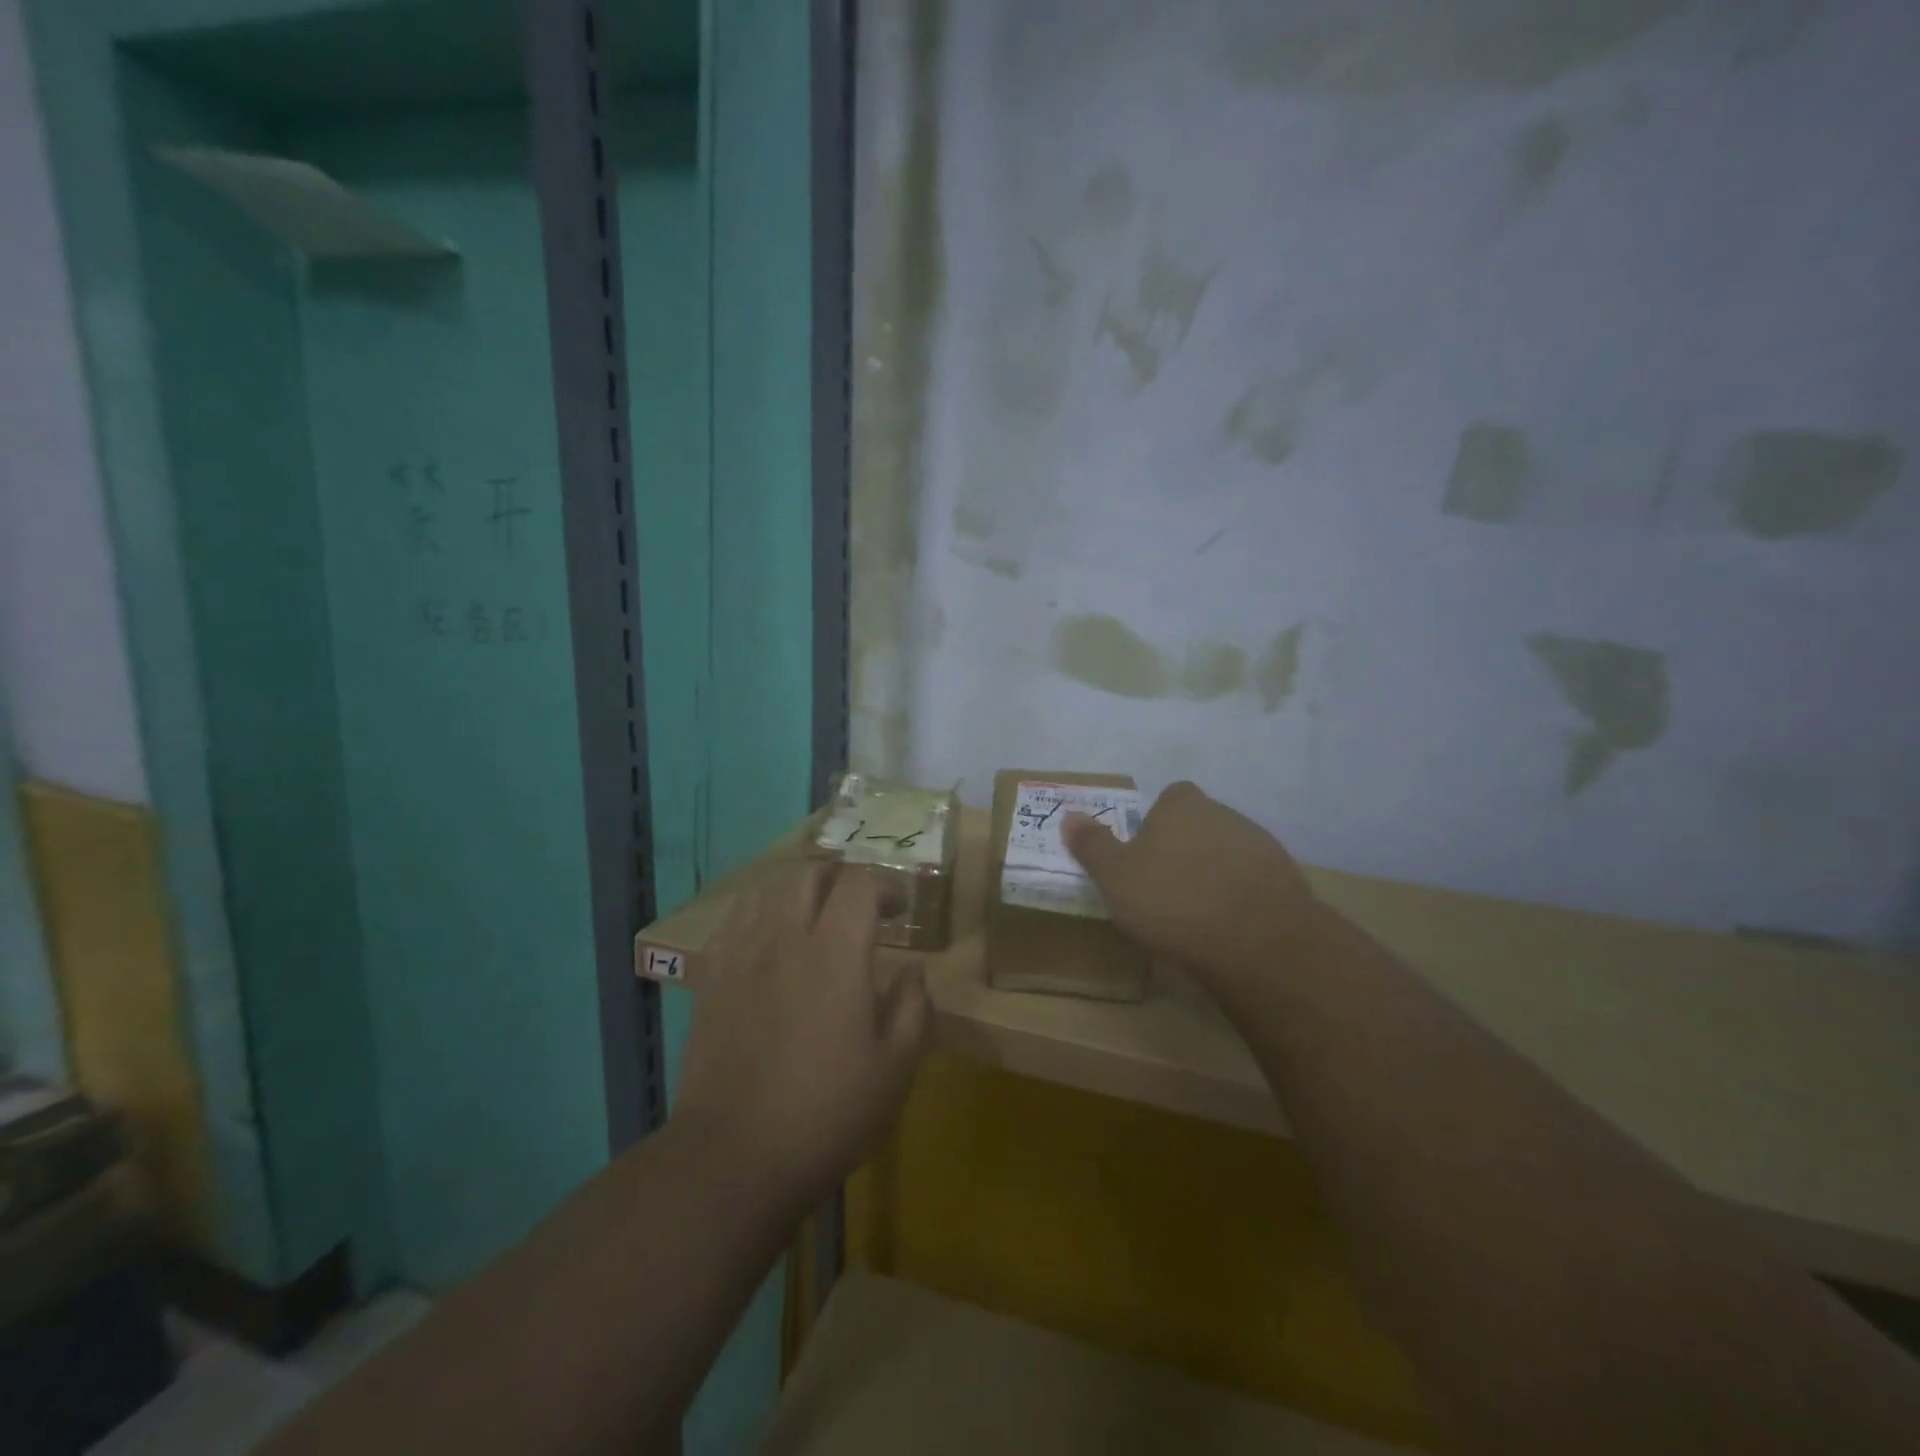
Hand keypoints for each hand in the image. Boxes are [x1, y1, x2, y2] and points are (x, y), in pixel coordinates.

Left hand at [671, 865, 930, 1211]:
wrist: (733, 1157)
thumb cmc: (826, 1113)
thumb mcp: (896, 1069)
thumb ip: (913, 1007)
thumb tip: (912, 970)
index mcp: (835, 953)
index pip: (858, 884)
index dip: (885, 887)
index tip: (900, 910)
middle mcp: (785, 938)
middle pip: (809, 874)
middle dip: (840, 880)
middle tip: (857, 911)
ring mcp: (741, 956)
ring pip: (767, 890)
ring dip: (798, 893)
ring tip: (813, 921)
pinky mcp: (710, 979)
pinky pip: (733, 922)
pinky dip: (758, 916)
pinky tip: (767, 943)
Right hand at [1063, 781, 1319, 988]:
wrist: (1258, 940)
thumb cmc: (1173, 900)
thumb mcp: (1115, 876)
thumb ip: (1092, 845)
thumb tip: (1070, 816)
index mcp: (1181, 806)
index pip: (1170, 797)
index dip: (1157, 821)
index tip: (1145, 853)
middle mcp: (1224, 814)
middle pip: (1199, 823)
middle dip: (1184, 847)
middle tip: (1163, 886)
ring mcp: (1260, 846)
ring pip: (1227, 852)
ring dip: (1213, 872)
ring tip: (1195, 912)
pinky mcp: (1286, 880)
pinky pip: (1252, 881)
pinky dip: (1240, 896)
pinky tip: (1227, 926)